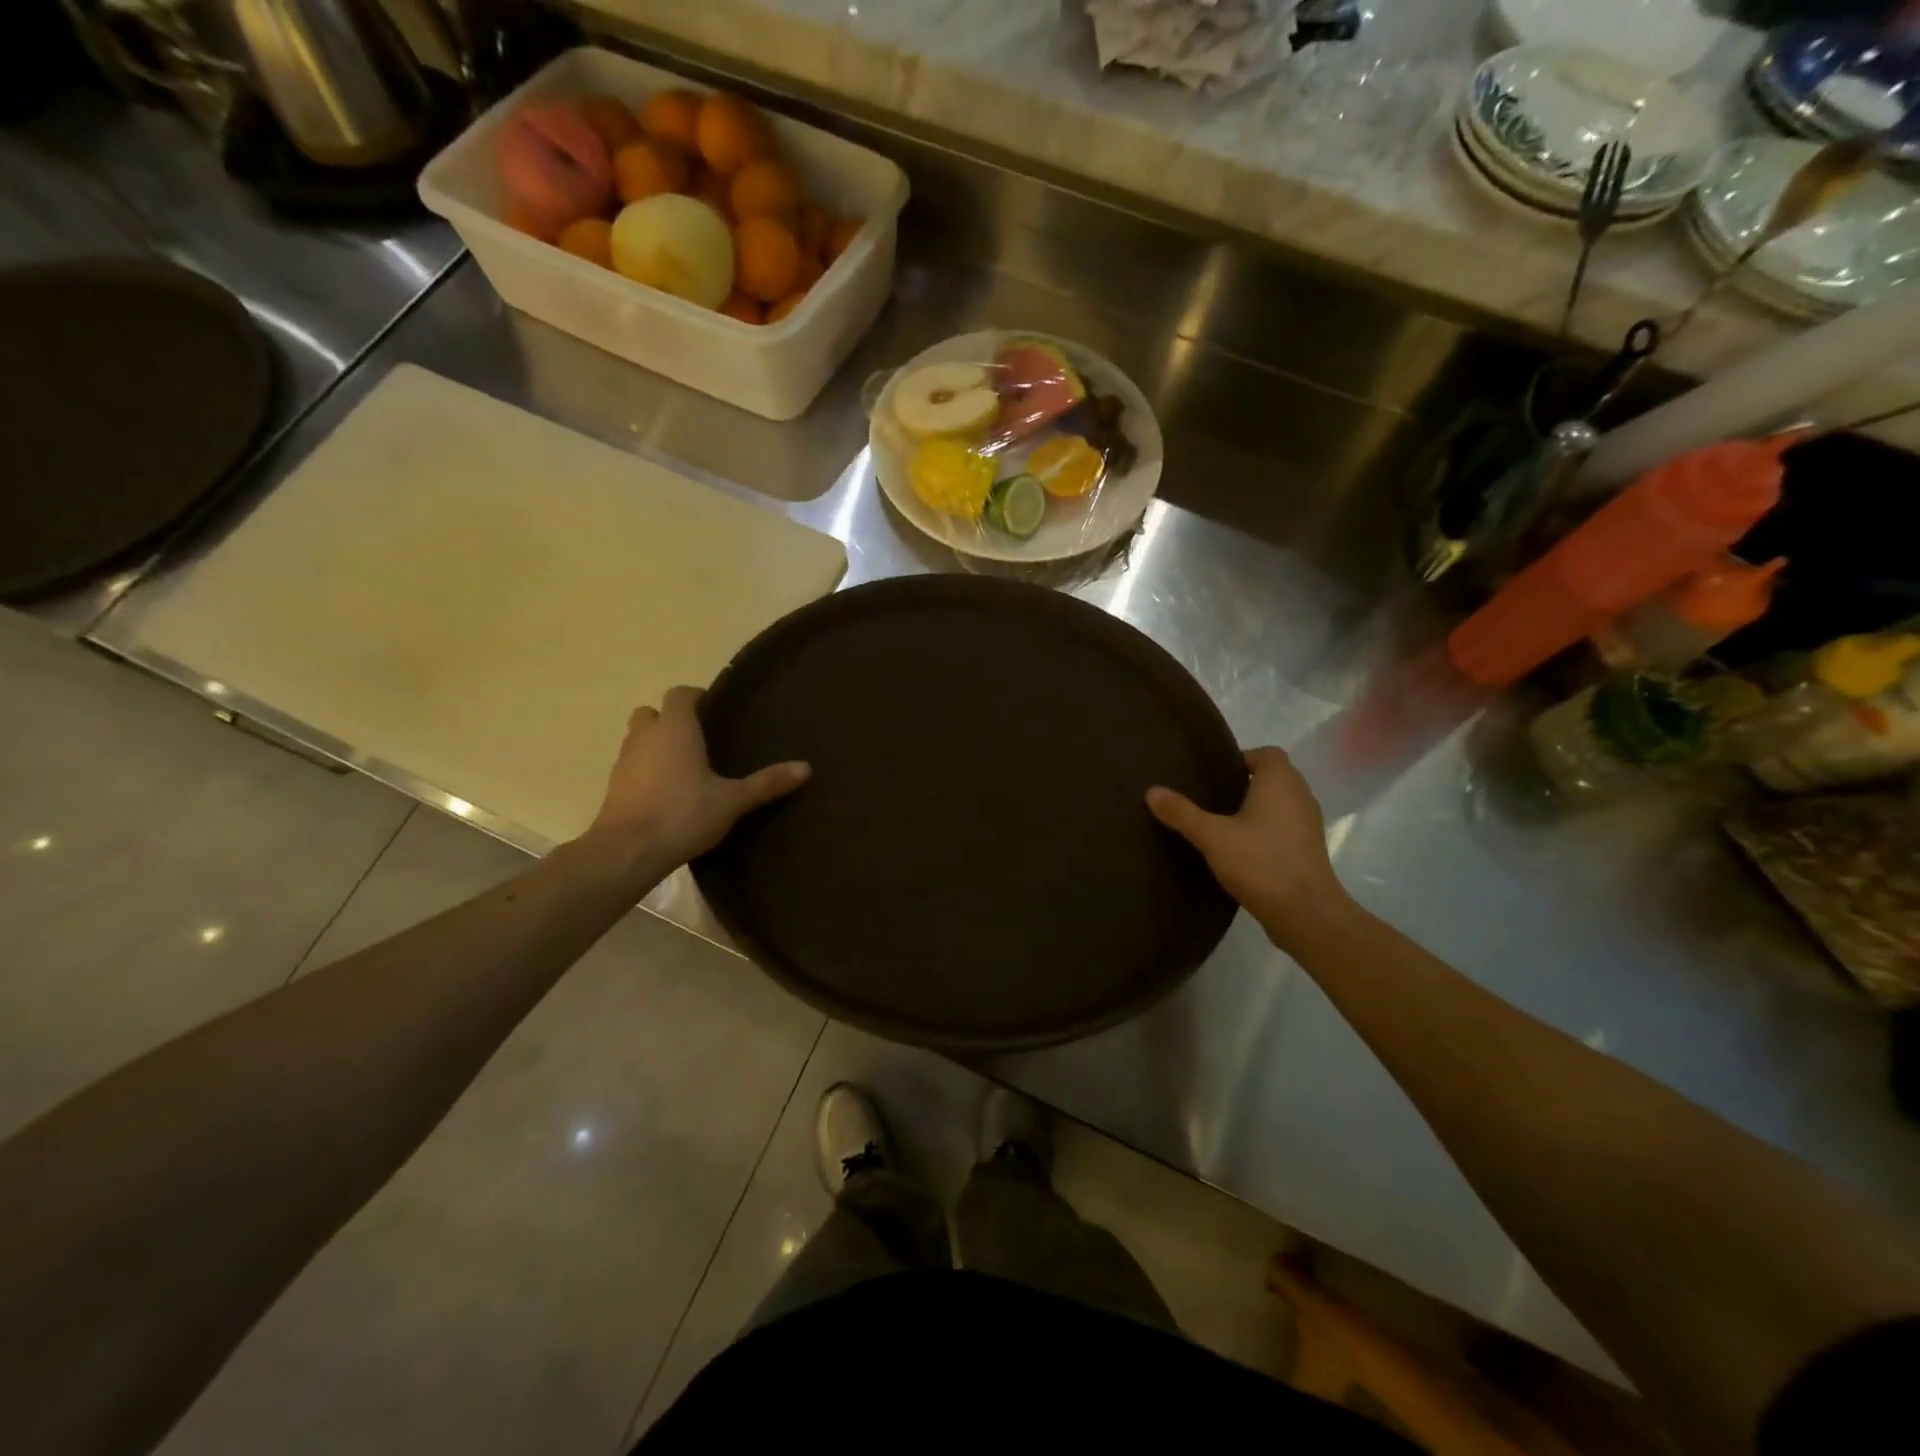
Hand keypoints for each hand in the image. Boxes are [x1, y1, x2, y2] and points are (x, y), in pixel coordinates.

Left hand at [585, 687, 809, 870]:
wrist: (628, 851)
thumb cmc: (683, 814)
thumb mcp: (733, 800)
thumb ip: (767, 782)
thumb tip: (806, 768)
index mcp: (675, 728)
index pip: (681, 694)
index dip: (697, 698)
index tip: (716, 712)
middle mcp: (645, 736)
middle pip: (653, 713)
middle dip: (672, 720)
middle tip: (699, 740)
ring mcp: (624, 760)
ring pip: (639, 739)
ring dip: (656, 745)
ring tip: (685, 768)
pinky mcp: (614, 786)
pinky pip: (632, 766)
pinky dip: (646, 770)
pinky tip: (667, 793)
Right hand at [1147, 748, 1348, 945]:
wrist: (1306, 913)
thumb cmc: (1260, 862)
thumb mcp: (1212, 836)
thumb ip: (1182, 813)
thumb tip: (1151, 790)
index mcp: (1280, 782)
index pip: (1267, 753)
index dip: (1242, 759)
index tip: (1215, 776)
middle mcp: (1300, 796)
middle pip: (1274, 777)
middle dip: (1245, 784)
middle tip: (1210, 797)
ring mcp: (1308, 825)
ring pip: (1280, 804)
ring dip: (1257, 809)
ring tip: (1222, 823)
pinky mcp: (1308, 851)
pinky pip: (1285, 828)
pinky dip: (1266, 830)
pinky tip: (1241, 849)